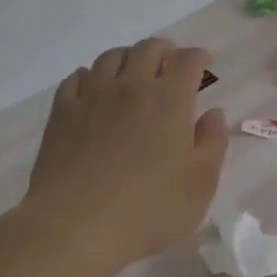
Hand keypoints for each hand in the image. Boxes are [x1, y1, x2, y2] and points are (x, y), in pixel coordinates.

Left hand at [20, 38, 228, 276]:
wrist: (76, 227)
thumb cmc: (149, 209)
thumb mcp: (200, 184)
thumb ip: (212, 142)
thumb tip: (214, 113)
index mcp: (169, 100)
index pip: (188, 60)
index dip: (200, 56)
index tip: (206, 64)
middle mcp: (131, 87)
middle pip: (148, 49)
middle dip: (165, 50)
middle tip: (171, 63)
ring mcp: (92, 97)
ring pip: (111, 57)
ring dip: (128, 57)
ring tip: (134, 72)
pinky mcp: (62, 113)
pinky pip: (77, 78)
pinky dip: (92, 75)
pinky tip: (95, 89)